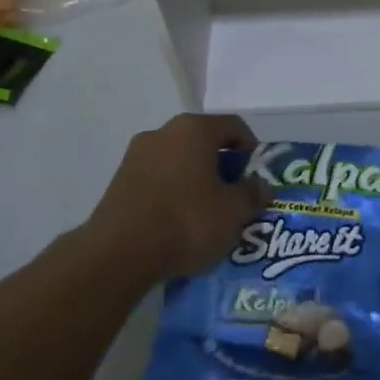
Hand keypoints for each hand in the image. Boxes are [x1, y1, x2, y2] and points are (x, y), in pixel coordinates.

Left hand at [85, 114, 272, 281]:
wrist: (119, 253)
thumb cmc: (187, 221)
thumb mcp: (234, 211)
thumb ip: (253, 194)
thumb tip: (261, 186)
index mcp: (195, 129)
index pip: (234, 126)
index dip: (252, 149)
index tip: (256, 176)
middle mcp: (163, 132)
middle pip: (204, 142)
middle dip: (222, 166)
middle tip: (234, 195)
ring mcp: (136, 155)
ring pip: (179, 160)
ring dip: (196, 179)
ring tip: (207, 212)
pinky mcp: (118, 181)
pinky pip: (158, 179)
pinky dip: (173, 193)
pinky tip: (178, 222)